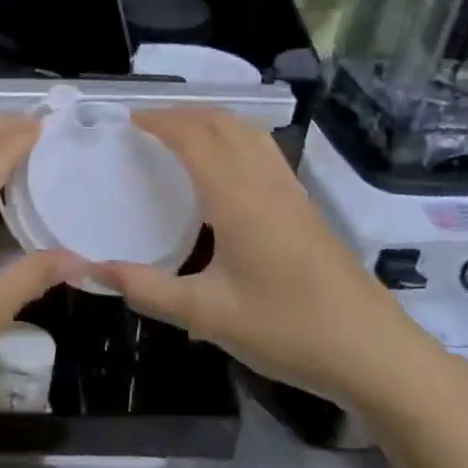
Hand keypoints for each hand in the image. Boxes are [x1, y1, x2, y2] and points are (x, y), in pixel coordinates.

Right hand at [94, 108, 433, 404]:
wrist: (375, 353)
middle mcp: (265, 183)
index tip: (129, 120)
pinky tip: (226, 169)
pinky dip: (236, 139)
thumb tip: (92, 269)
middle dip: (183, 114)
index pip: (194, 138)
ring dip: (212, 122)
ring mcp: (291, 193)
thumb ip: (146, 289)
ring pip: (249, 133)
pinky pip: (265, 152)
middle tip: (148, 125)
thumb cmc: (287, 329)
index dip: (161, 121)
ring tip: (182, 135)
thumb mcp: (207, 314)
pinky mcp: (306, 208)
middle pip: (223, 124)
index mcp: (237, 198)